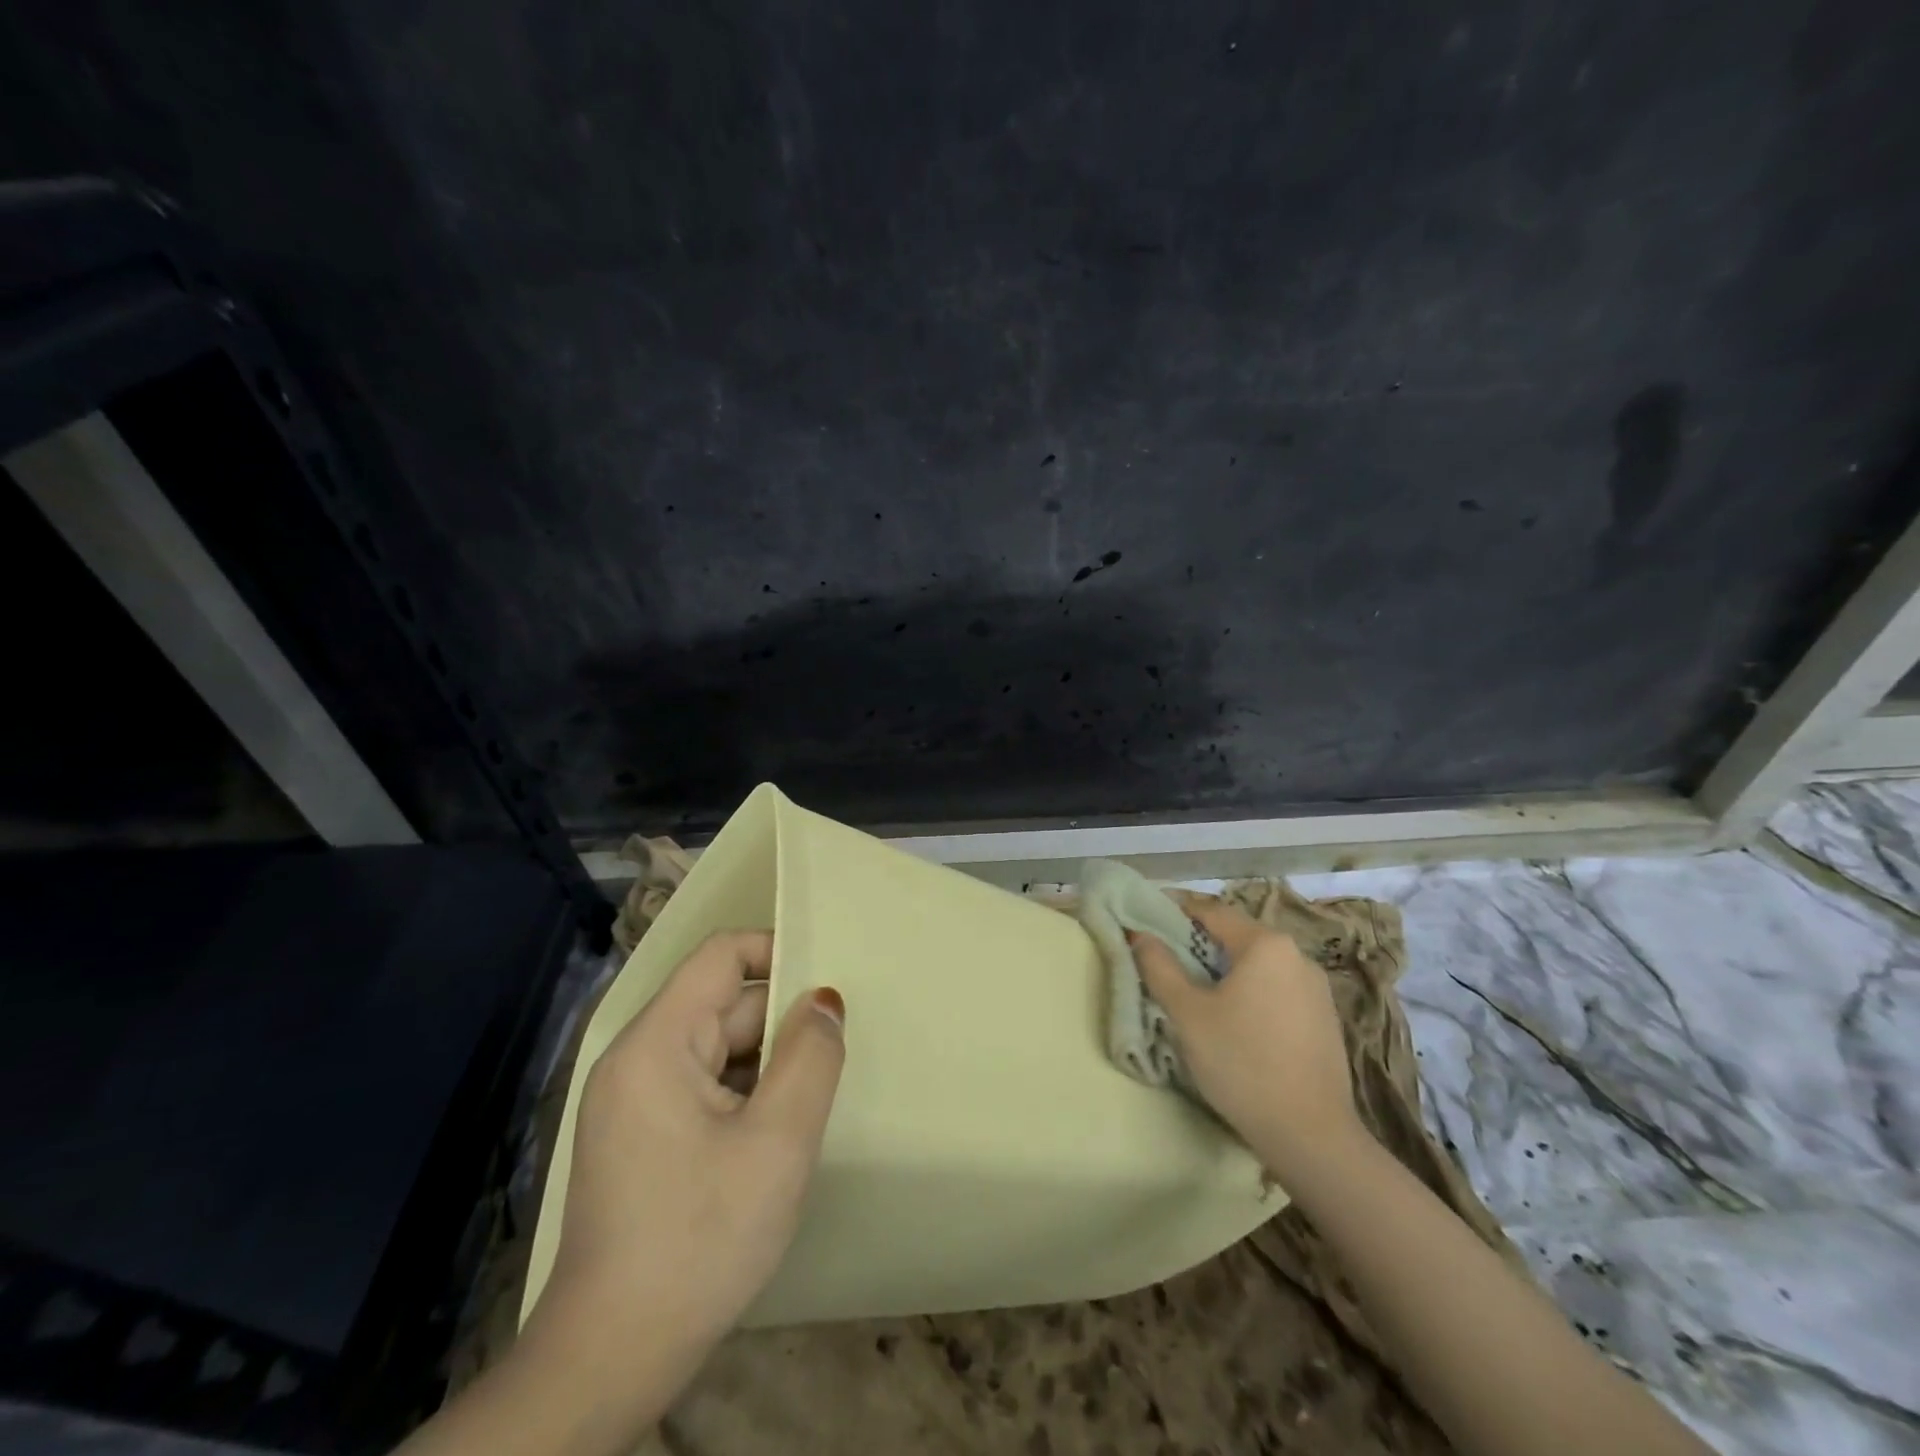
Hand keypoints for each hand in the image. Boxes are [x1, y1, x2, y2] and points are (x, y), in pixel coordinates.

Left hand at [522, 931, 845, 1424]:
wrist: (610, 1362)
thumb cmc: (699, 1240)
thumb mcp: (777, 1143)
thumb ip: (811, 1057)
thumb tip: (825, 999)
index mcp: (657, 1043)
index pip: (721, 955)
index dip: (777, 951)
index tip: (829, 981)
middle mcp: (638, 1059)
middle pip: (724, 1005)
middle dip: (781, 1024)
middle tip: (836, 1055)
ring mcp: (635, 1100)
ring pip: (719, 1050)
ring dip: (768, 1066)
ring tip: (814, 1097)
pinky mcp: (642, 1136)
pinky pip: (706, 1087)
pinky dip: (746, 1095)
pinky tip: (776, 1134)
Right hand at [1128, 895, 1359, 1177]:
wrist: (1311, 1135)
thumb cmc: (1241, 1063)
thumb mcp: (1187, 1013)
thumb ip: (1159, 966)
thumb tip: (1140, 935)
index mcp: (1265, 944)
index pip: (1210, 910)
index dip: (1174, 910)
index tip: (1145, 917)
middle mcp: (1297, 955)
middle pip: (1235, 935)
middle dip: (1197, 941)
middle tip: (1163, 958)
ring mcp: (1316, 987)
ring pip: (1257, 963)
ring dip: (1224, 968)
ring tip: (1194, 990)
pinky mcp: (1324, 1018)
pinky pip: (1276, 987)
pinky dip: (1249, 990)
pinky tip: (1233, 1018)